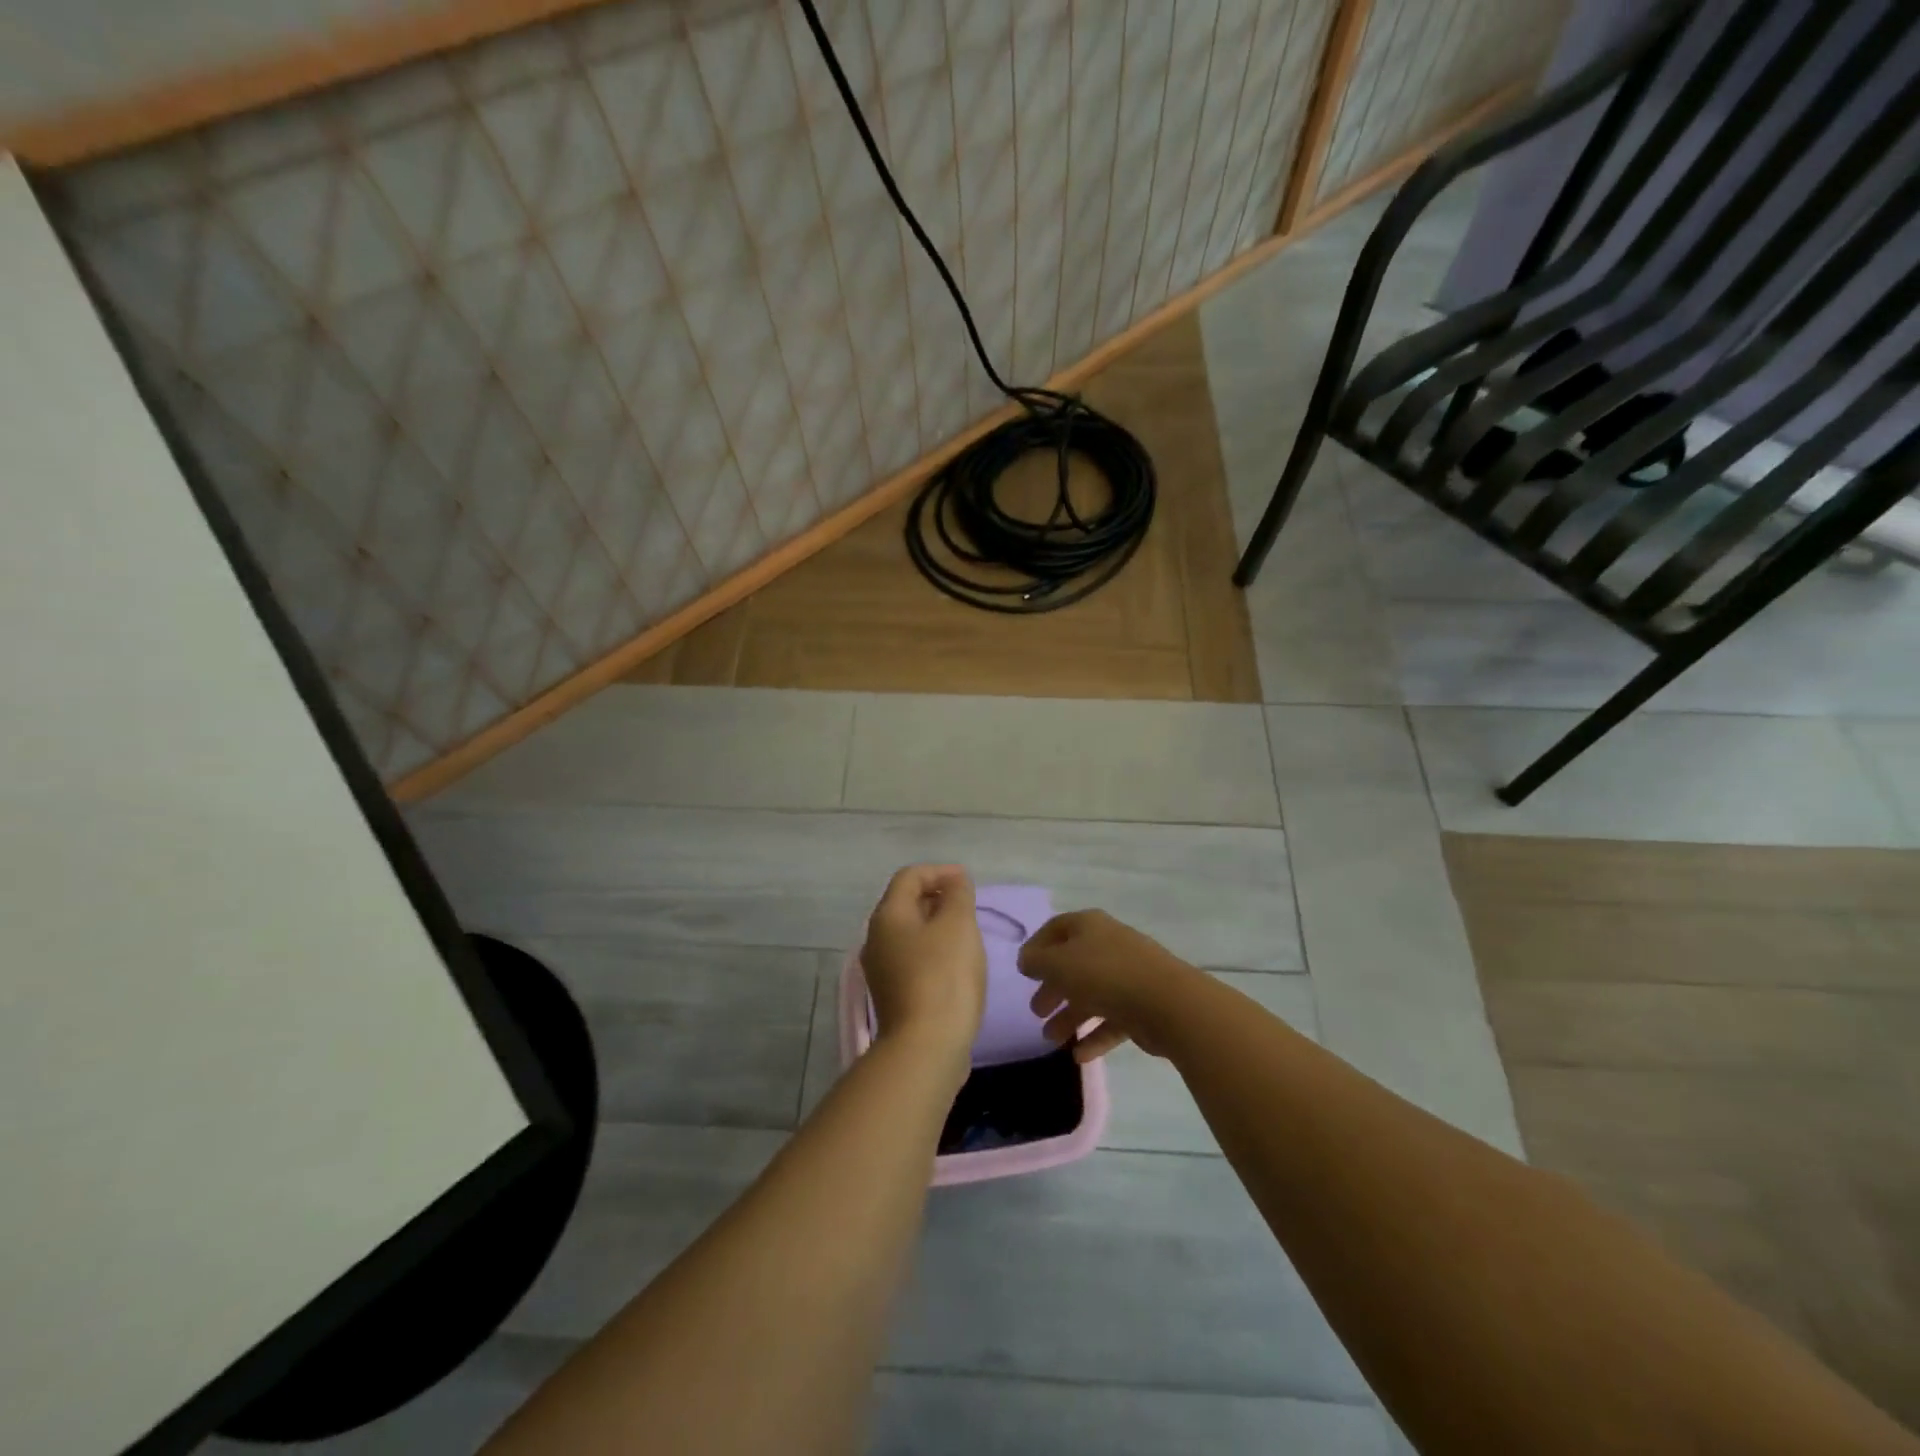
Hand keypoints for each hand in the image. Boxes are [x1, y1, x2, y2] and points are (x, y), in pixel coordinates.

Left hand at [861, 865, 986, 1063]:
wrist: (926, 1048)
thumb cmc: (944, 976)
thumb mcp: (958, 925)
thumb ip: (958, 895)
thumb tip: (954, 880)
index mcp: (888, 916)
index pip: (910, 876)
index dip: (939, 871)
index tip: (968, 882)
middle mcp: (876, 939)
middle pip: (906, 904)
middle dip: (938, 898)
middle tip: (969, 906)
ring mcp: (881, 970)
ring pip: (910, 934)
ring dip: (937, 926)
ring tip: (967, 935)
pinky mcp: (893, 996)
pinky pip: (913, 960)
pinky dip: (934, 952)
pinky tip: (956, 966)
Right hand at [1018, 910, 1201, 1060]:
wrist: (1167, 1002)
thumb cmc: (1104, 974)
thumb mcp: (1058, 964)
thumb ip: (1036, 961)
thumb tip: (1026, 960)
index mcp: (1089, 926)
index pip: (1056, 929)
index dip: (1037, 947)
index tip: (1023, 971)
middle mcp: (1109, 945)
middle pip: (1074, 964)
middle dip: (1052, 987)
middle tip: (1036, 1010)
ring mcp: (1129, 975)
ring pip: (1092, 994)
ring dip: (1070, 1016)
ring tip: (1051, 1039)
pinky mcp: (1142, 1005)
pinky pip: (1112, 1019)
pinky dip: (1095, 1035)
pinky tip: (1079, 1056)